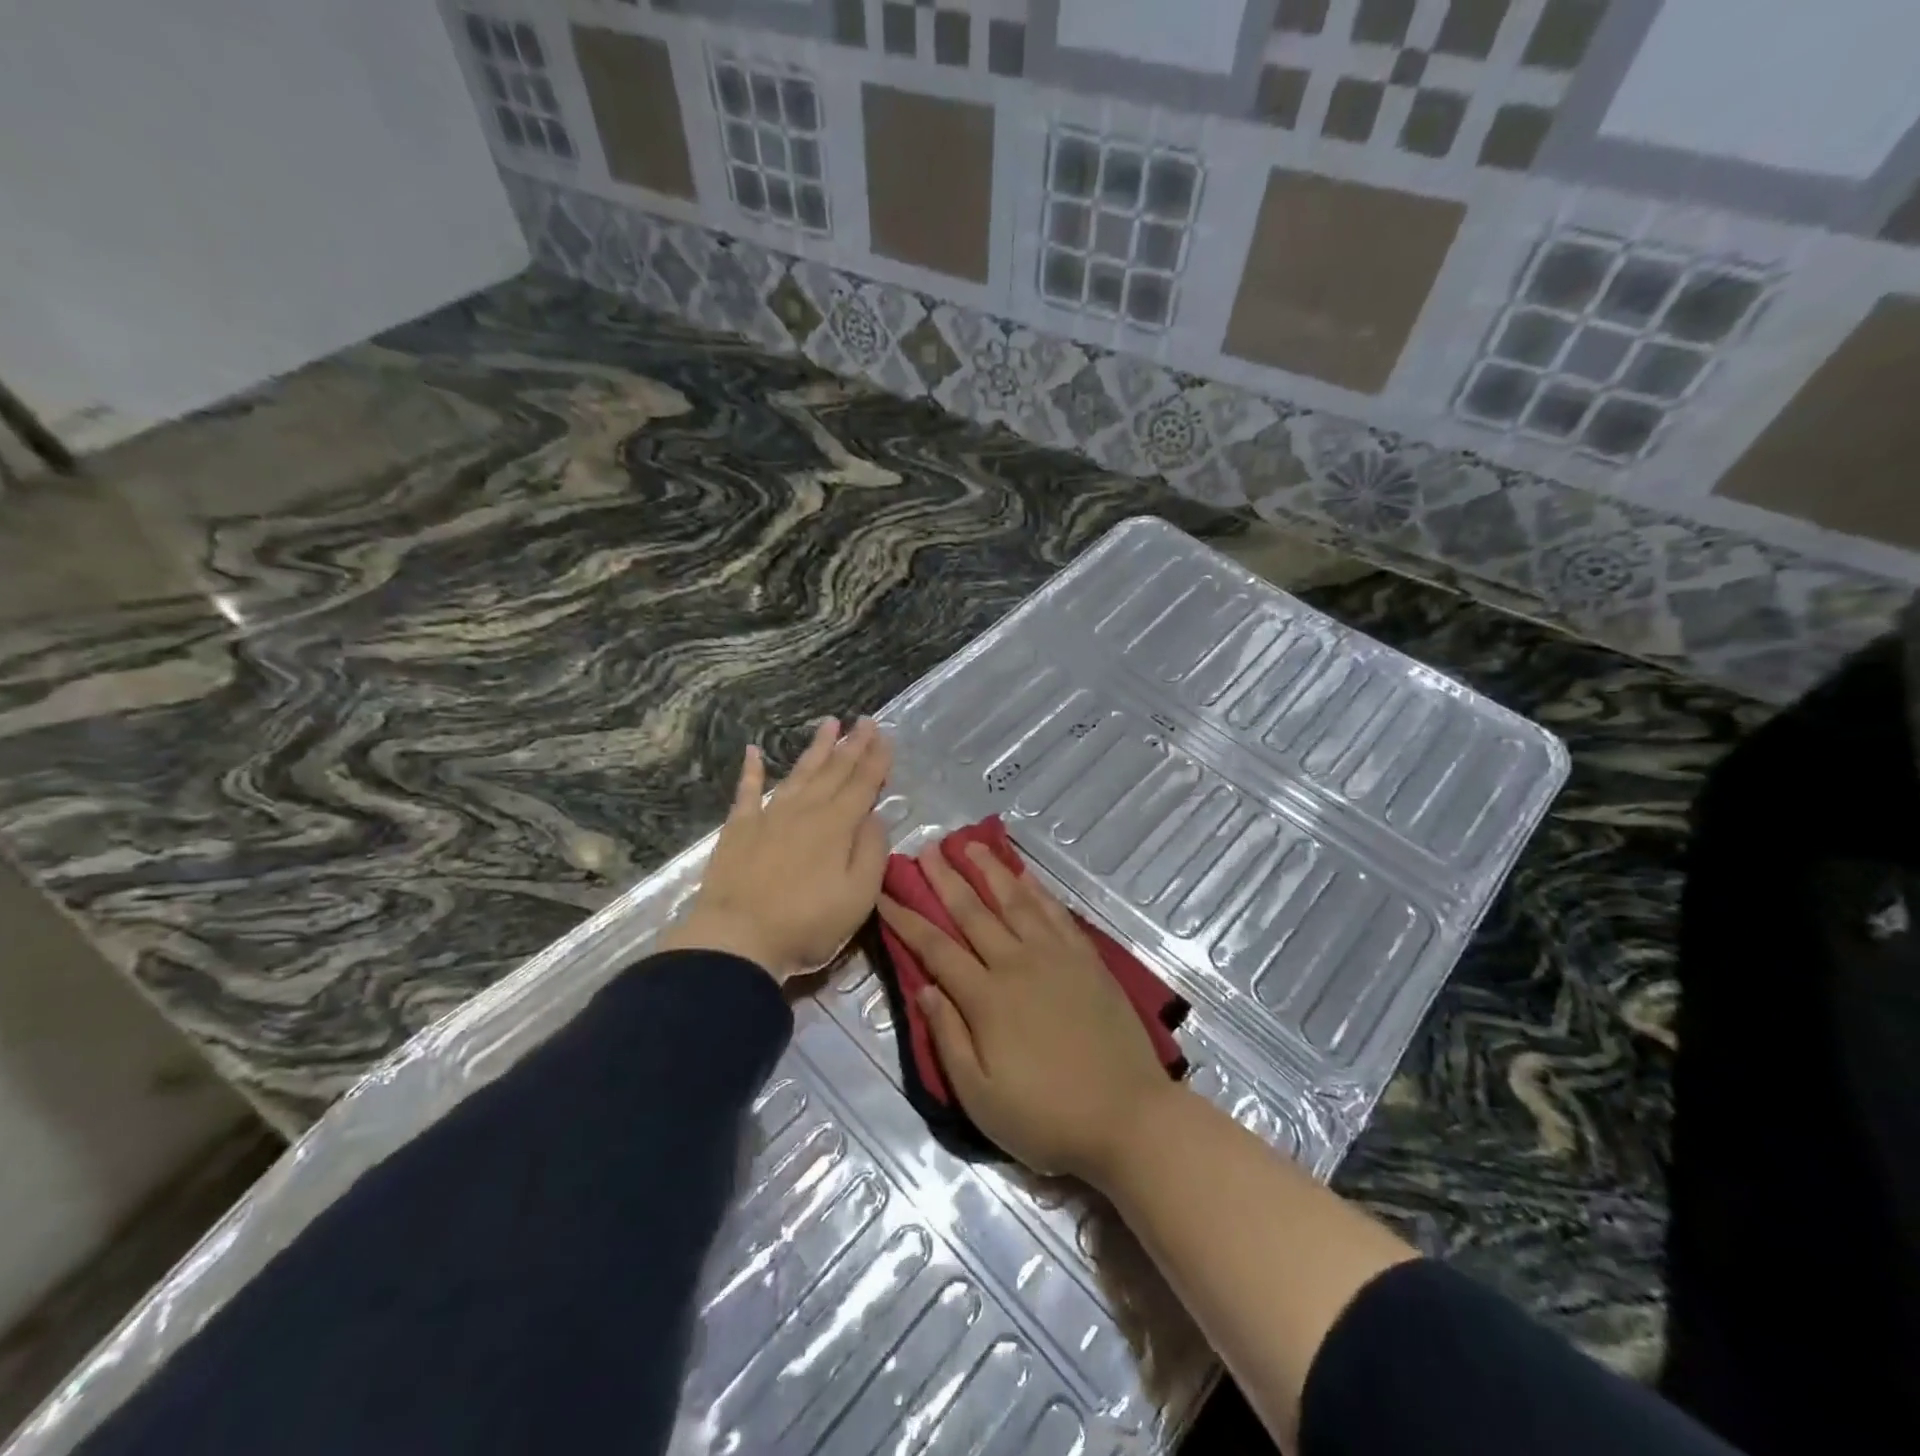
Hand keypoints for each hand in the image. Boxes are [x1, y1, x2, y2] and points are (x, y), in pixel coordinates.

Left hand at [659, 717, 891, 980]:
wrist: (736, 938)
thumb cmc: (806, 923)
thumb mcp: (858, 896)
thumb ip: (872, 852)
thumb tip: (876, 817)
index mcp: (838, 826)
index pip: (863, 784)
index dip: (876, 759)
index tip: (885, 735)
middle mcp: (806, 810)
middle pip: (834, 771)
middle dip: (852, 744)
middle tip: (865, 720)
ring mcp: (769, 816)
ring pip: (799, 773)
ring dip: (816, 748)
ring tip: (829, 723)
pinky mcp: (739, 828)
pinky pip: (747, 791)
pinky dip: (751, 770)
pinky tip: (753, 751)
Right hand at [877, 842, 1170, 1181]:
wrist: (1129, 1117)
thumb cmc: (1046, 1117)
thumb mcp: (980, 1096)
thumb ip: (948, 1037)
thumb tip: (922, 986)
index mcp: (986, 998)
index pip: (936, 947)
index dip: (907, 919)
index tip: (886, 894)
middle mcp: (1017, 964)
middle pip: (973, 912)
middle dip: (944, 879)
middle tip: (925, 851)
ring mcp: (1056, 956)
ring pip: (1015, 901)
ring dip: (989, 870)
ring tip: (970, 844)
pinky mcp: (1087, 959)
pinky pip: (1056, 912)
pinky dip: (1036, 889)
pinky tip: (1024, 874)